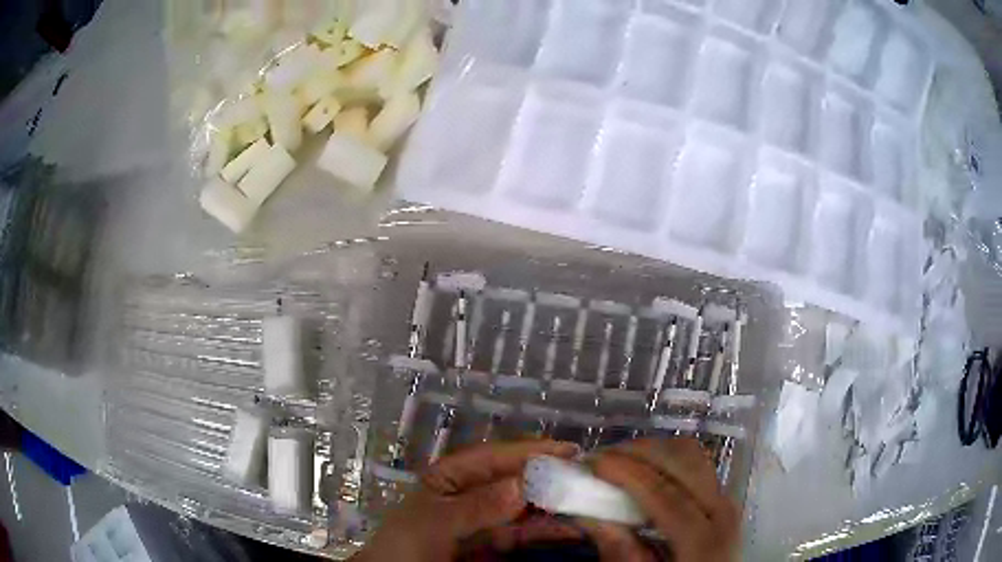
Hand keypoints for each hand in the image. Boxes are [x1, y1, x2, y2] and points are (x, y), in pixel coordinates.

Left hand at [353, 440, 579, 561]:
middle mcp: (474, 493)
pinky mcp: (497, 544)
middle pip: (517, 480)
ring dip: (555, 504)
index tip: (568, 450)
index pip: (494, 457)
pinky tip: (571, 527)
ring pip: (527, 507)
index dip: (529, 451)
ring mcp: (488, 520)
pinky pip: (526, 532)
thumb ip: (476, 507)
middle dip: (550, 477)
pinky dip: (548, 530)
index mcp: (452, 477)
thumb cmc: (406, 546)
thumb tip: (521, 485)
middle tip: (588, 478)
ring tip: (588, 501)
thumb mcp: (435, 523)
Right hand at [583, 438, 739, 561]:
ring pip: (691, 455)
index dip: (626, 472)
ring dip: (652, 451)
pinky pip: (695, 464)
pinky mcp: (720, 497)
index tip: (591, 462)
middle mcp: (721, 509)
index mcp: (703, 538)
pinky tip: (643, 472)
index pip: (663, 493)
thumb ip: (621, 553)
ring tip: (619, 462)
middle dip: (637, 451)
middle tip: (600, 458)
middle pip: (682, 460)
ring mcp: (724, 499)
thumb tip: (588, 518)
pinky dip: (666, 459)